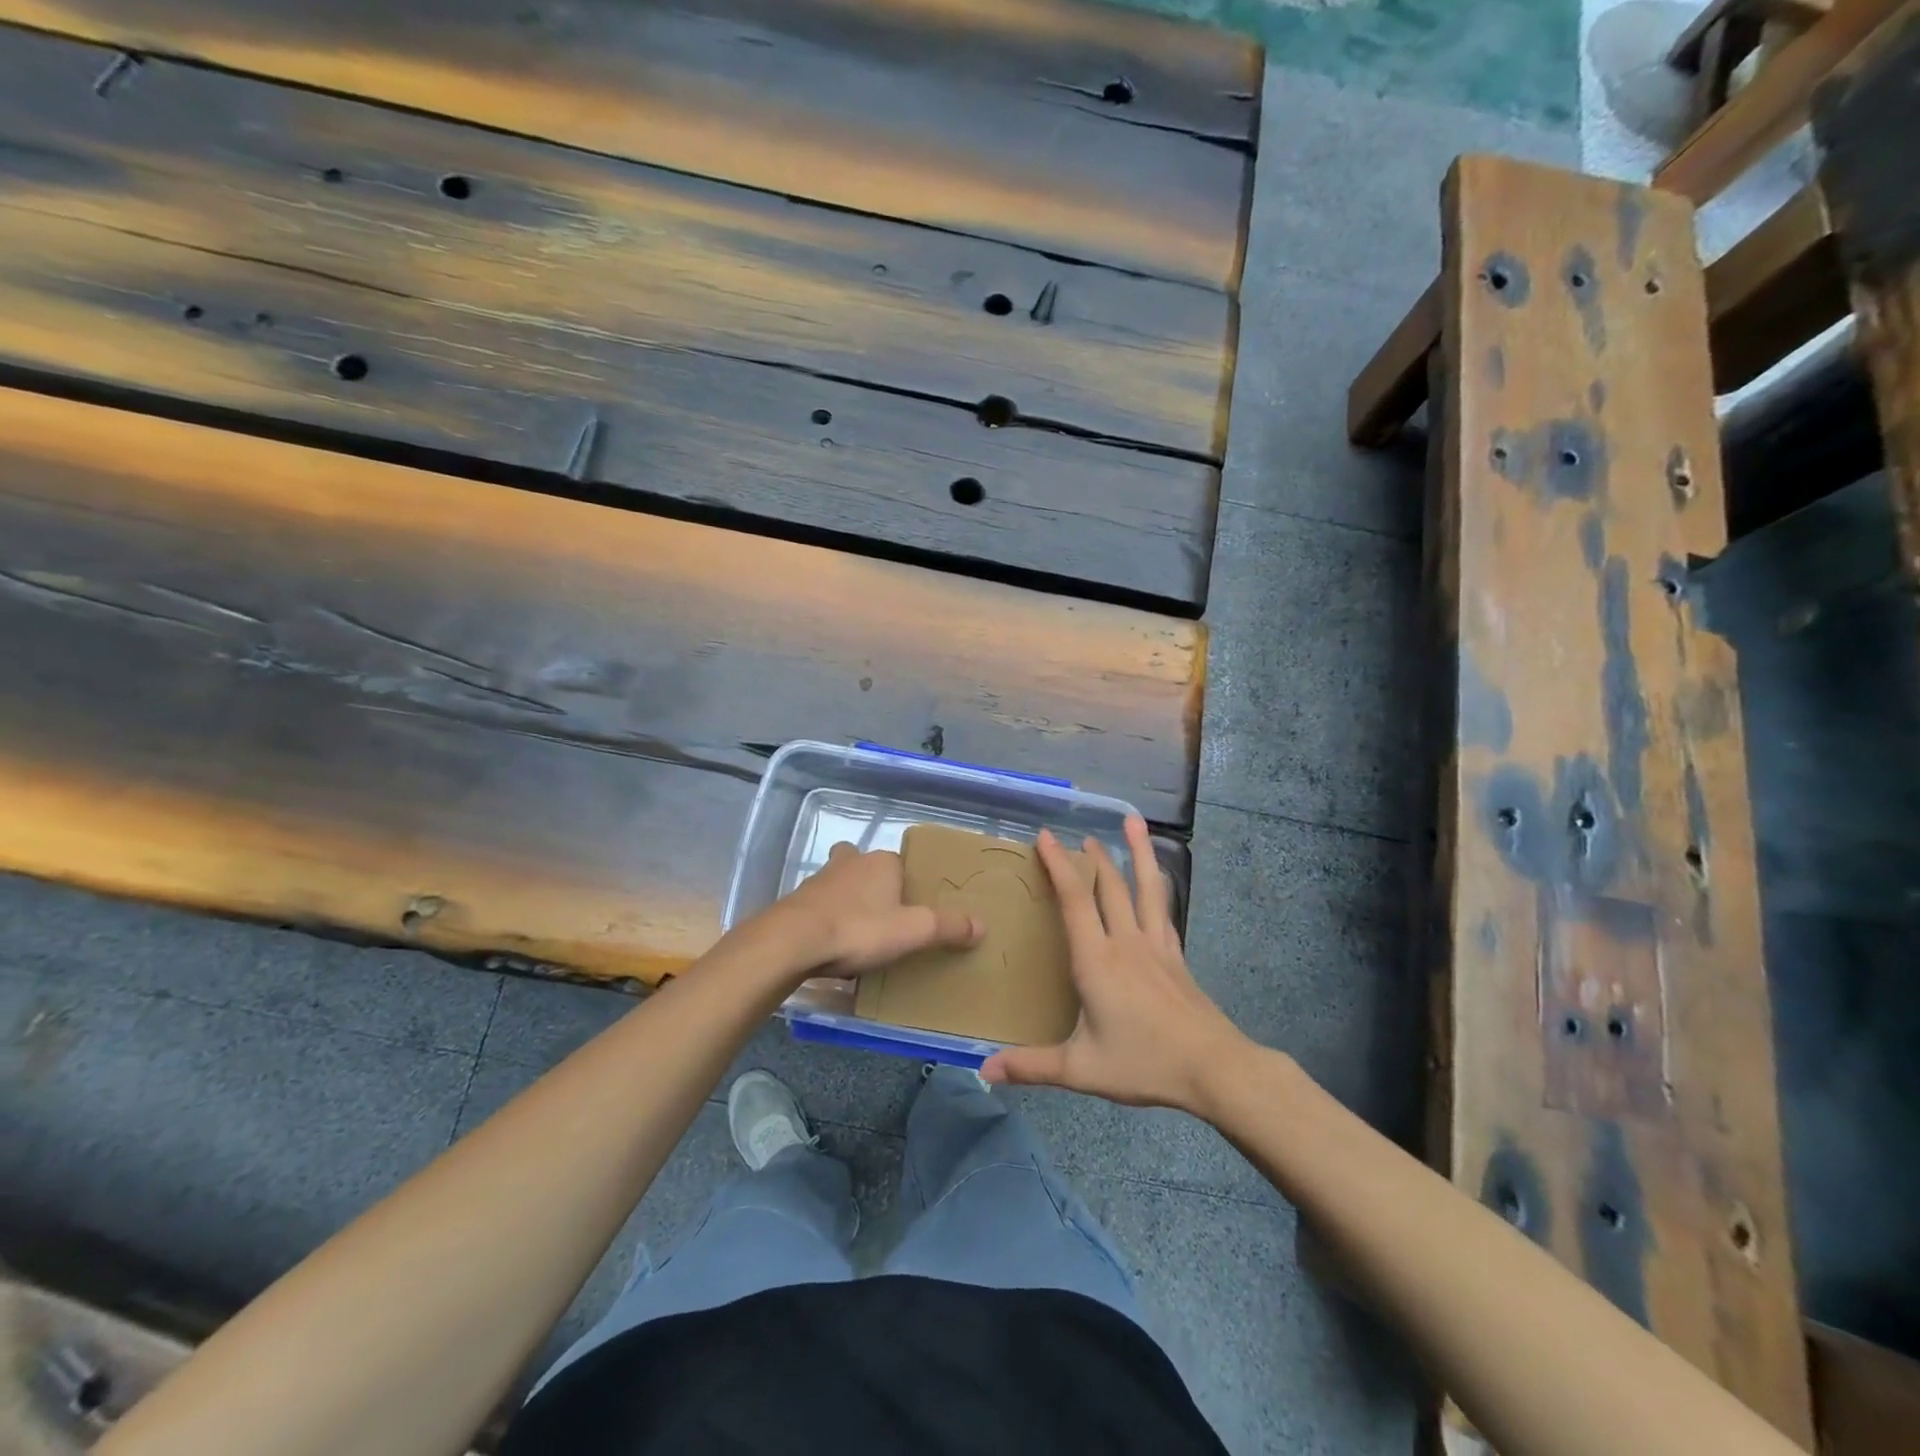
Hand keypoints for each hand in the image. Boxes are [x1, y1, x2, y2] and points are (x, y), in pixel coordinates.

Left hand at [768, 841, 981, 978]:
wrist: (792, 942)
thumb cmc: (859, 929)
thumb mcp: (912, 932)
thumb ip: (947, 927)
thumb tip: (982, 925)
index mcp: (882, 862)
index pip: (902, 864)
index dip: (907, 884)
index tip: (912, 909)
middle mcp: (851, 862)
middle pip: (867, 866)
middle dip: (873, 884)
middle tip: (885, 915)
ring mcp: (820, 879)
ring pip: (841, 882)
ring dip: (848, 900)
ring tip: (859, 932)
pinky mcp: (798, 901)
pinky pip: (820, 905)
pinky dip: (828, 918)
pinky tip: (832, 943)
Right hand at [980, 816, 1251, 1113]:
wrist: (1213, 1067)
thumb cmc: (1144, 1062)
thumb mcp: (1081, 1068)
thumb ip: (1032, 1066)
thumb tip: (983, 1069)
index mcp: (1097, 960)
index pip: (1075, 900)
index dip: (1058, 865)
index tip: (1046, 836)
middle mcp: (1126, 942)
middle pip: (1109, 886)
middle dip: (1092, 856)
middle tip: (1079, 835)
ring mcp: (1156, 946)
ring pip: (1145, 888)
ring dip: (1137, 852)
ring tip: (1133, 821)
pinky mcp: (1175, 956)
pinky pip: (1163, 909)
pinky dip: (1157, 886)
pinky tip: (1158, 879)